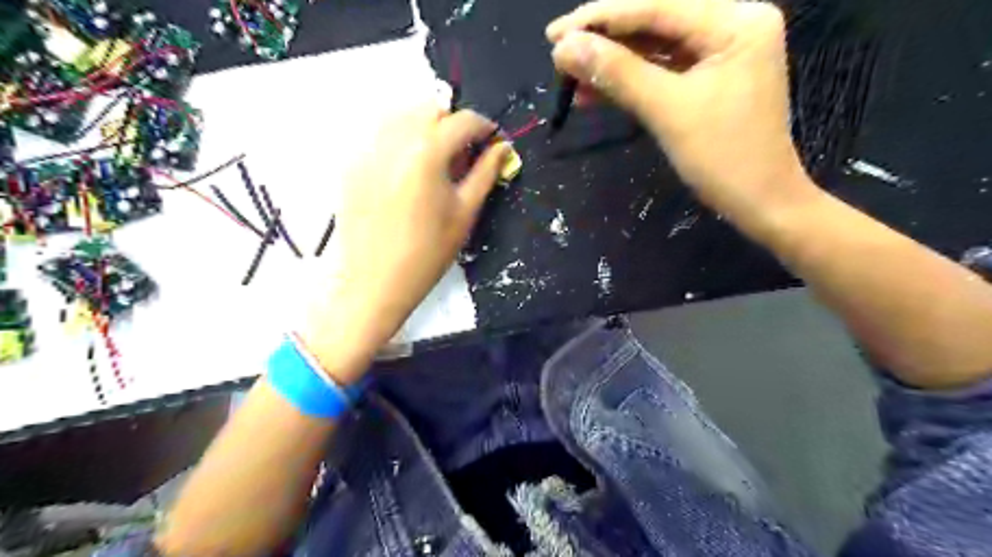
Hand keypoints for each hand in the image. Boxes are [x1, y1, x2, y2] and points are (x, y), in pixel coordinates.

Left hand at [303, 105, 507, 380]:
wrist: (375, 283)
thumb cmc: (428, 253)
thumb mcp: (465, 212)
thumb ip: (485, 173)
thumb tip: (501, 148)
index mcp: (427, 150)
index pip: (463, 120)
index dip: (485, 127)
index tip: (493, 143)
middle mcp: (393, 138)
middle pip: (430, 108)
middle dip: (453, 123)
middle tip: (463, 154)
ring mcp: (367, 149)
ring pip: (402, 116)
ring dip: (426, 127)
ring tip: (435, 161)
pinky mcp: (351, 164)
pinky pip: (380, 135)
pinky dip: (401, 141)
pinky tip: (407, 171)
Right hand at [546, 0, 817, 220]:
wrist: (759, 201)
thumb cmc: (723, 158)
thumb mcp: (667, 111)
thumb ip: (618, 73)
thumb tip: (565, 48)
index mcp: (736, 21)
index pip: (656, 7)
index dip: (601, 18)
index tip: (555, 33)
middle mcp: (732, 23)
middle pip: (654, 22)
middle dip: (604, 40)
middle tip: (558, 52)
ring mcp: (720, 51)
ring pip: (653, 47)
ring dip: (611, 63)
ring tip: (568, 76)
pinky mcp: (708, 77)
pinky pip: (661, 70)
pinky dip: (628, 82)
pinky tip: (593, 92)